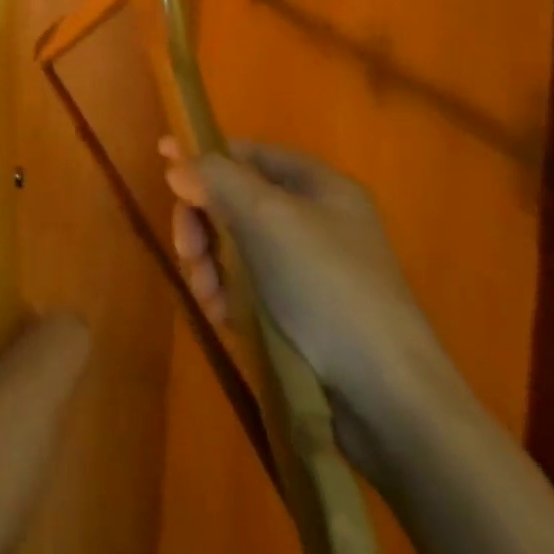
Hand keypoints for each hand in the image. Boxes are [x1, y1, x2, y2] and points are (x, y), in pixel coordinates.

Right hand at [162, 140, 461, 468]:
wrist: (389, 400)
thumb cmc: (326, 287)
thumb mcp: (265, 216)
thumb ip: (214, 178)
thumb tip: (176, 162)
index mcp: (319, 186)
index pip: (247, 153)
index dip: (204, 157)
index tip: (164, 168)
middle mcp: (315, 221)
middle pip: (234, 201)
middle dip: (202, 224)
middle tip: (188, 251)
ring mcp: (308, 271)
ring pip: (235, 247)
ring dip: (209, 265)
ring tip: (207, 294)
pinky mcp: (301, 315)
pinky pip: (247, 288)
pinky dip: (227, 297)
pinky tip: (223, 317)